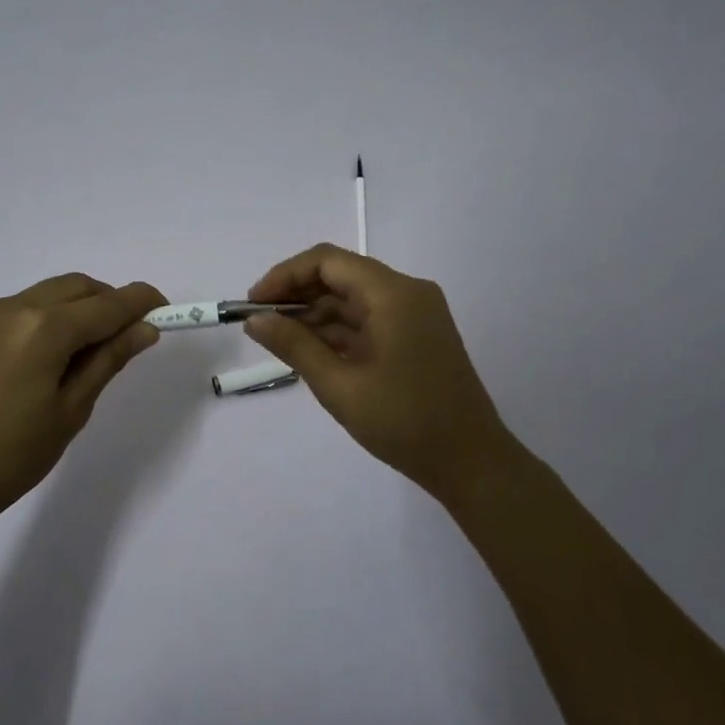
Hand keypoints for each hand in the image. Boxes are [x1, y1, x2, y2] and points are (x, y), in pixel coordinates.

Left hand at [0, 274, 165, 532]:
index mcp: (43, 328)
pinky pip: (24, 307)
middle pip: (78, 287)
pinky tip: (55, 354)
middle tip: (131, 336)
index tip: (168, 310)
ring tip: (93, 350)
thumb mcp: (71, 410)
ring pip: (50, 293)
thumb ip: (108, 360)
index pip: (108, 304)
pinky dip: (51, 317)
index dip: (142, 302)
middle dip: (111, 302)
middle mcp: (14, 307)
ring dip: (80, 308)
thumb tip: (145, 329)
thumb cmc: (11, 456)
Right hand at [244, 245, 518, 500]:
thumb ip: (294, 346)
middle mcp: (407, 292)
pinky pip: (369, 319)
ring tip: (278, 339)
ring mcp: (416, 314)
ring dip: (316, 314)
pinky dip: (338, 330)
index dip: (285, 276)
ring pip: (354, 298)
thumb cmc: (403, 422)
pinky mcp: (417, 335)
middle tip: (261, 322)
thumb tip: (255, 320)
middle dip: (297, 294)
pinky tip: (310, 349)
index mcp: (393, 294)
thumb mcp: (339, 386)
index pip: (328, 261)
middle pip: (341, 275)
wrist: (471, 462)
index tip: (253, 303)